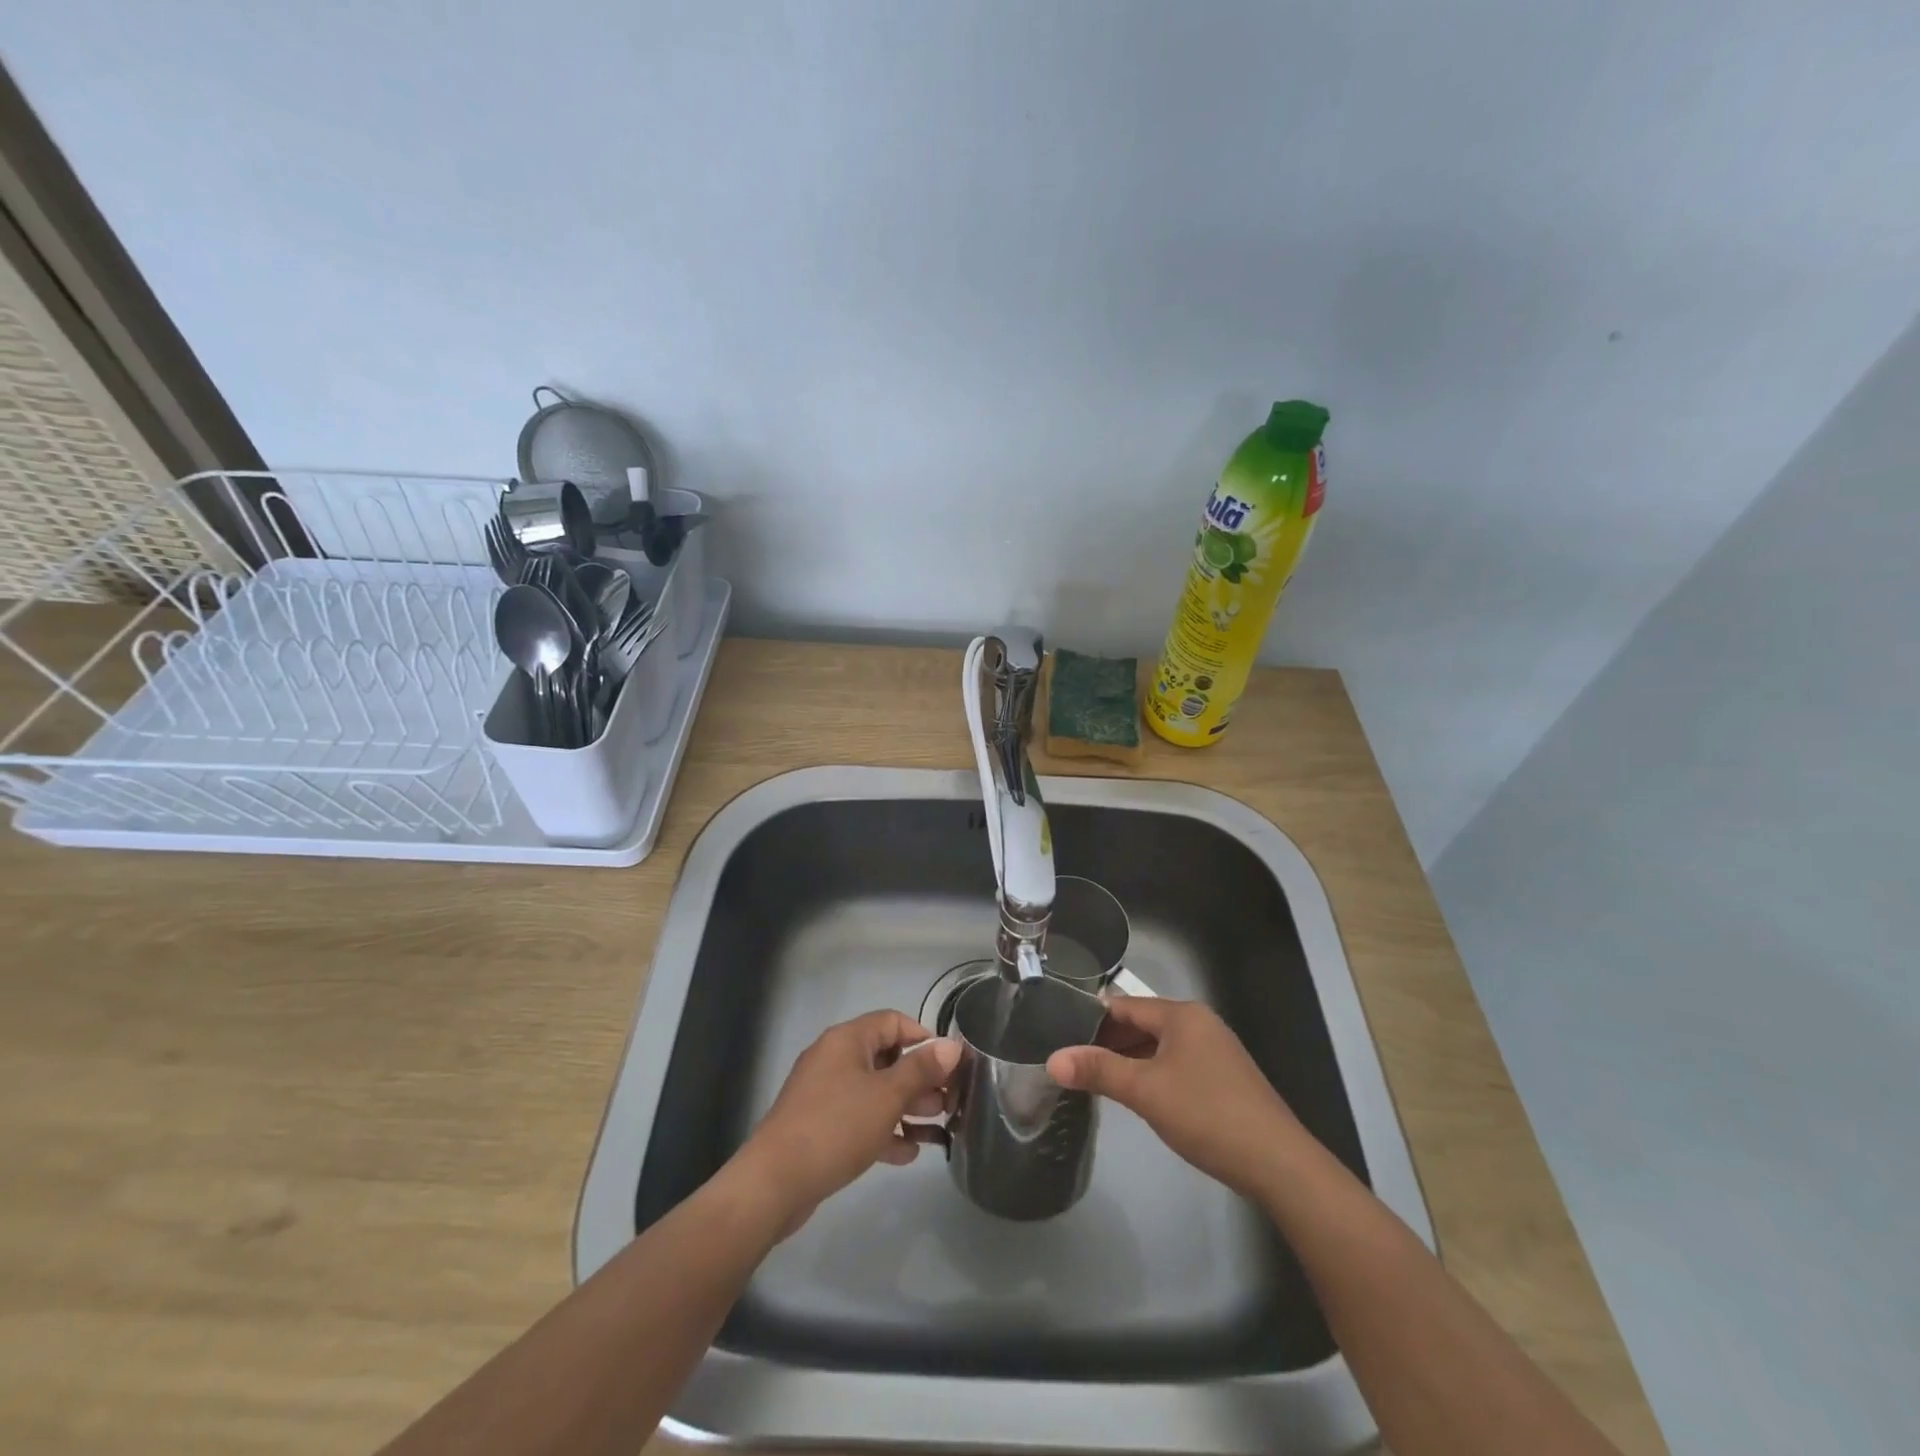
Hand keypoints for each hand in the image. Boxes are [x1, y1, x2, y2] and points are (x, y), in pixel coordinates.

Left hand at [734, 1010, 960, 1235]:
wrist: (775, 1182)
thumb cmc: (837, 1126)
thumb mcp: (887, 1096)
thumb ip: (921, 1069)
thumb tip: (952, 1045)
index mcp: (848, 1040)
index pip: (893, 1022)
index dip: (924, 1038)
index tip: (949, 1065)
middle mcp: (835, 1058)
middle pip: (886, 1058)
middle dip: (919, 1080)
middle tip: (947, 1103)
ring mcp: (824, 1093)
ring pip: (874, 1092)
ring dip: (905, 1108)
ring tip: (936, 1131)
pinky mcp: (819, 1126)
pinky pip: (859, 1119)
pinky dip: (883, 1130)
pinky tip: (908, 1154)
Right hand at [1047, 996, 1304, 1193]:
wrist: (1278, 1163)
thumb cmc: (1206, 1114)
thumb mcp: (1144, 1091)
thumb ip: (1098, 1071)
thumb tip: (1052, 1059)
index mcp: (1182, 1015)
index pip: (1124, 1005)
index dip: (1091, 1018)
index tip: (1061, 1035)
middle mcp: (1200, 1023)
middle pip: (1142, 1024)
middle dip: (1109, 1041)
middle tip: (1074, 1061)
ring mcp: (1216, 1051)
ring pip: (1160, 1046)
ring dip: (1130, 1059)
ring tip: (1098, 1079)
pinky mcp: (1225, 1078)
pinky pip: (1177, 1064)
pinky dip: (1153, 1073)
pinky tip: (1140, 1096)